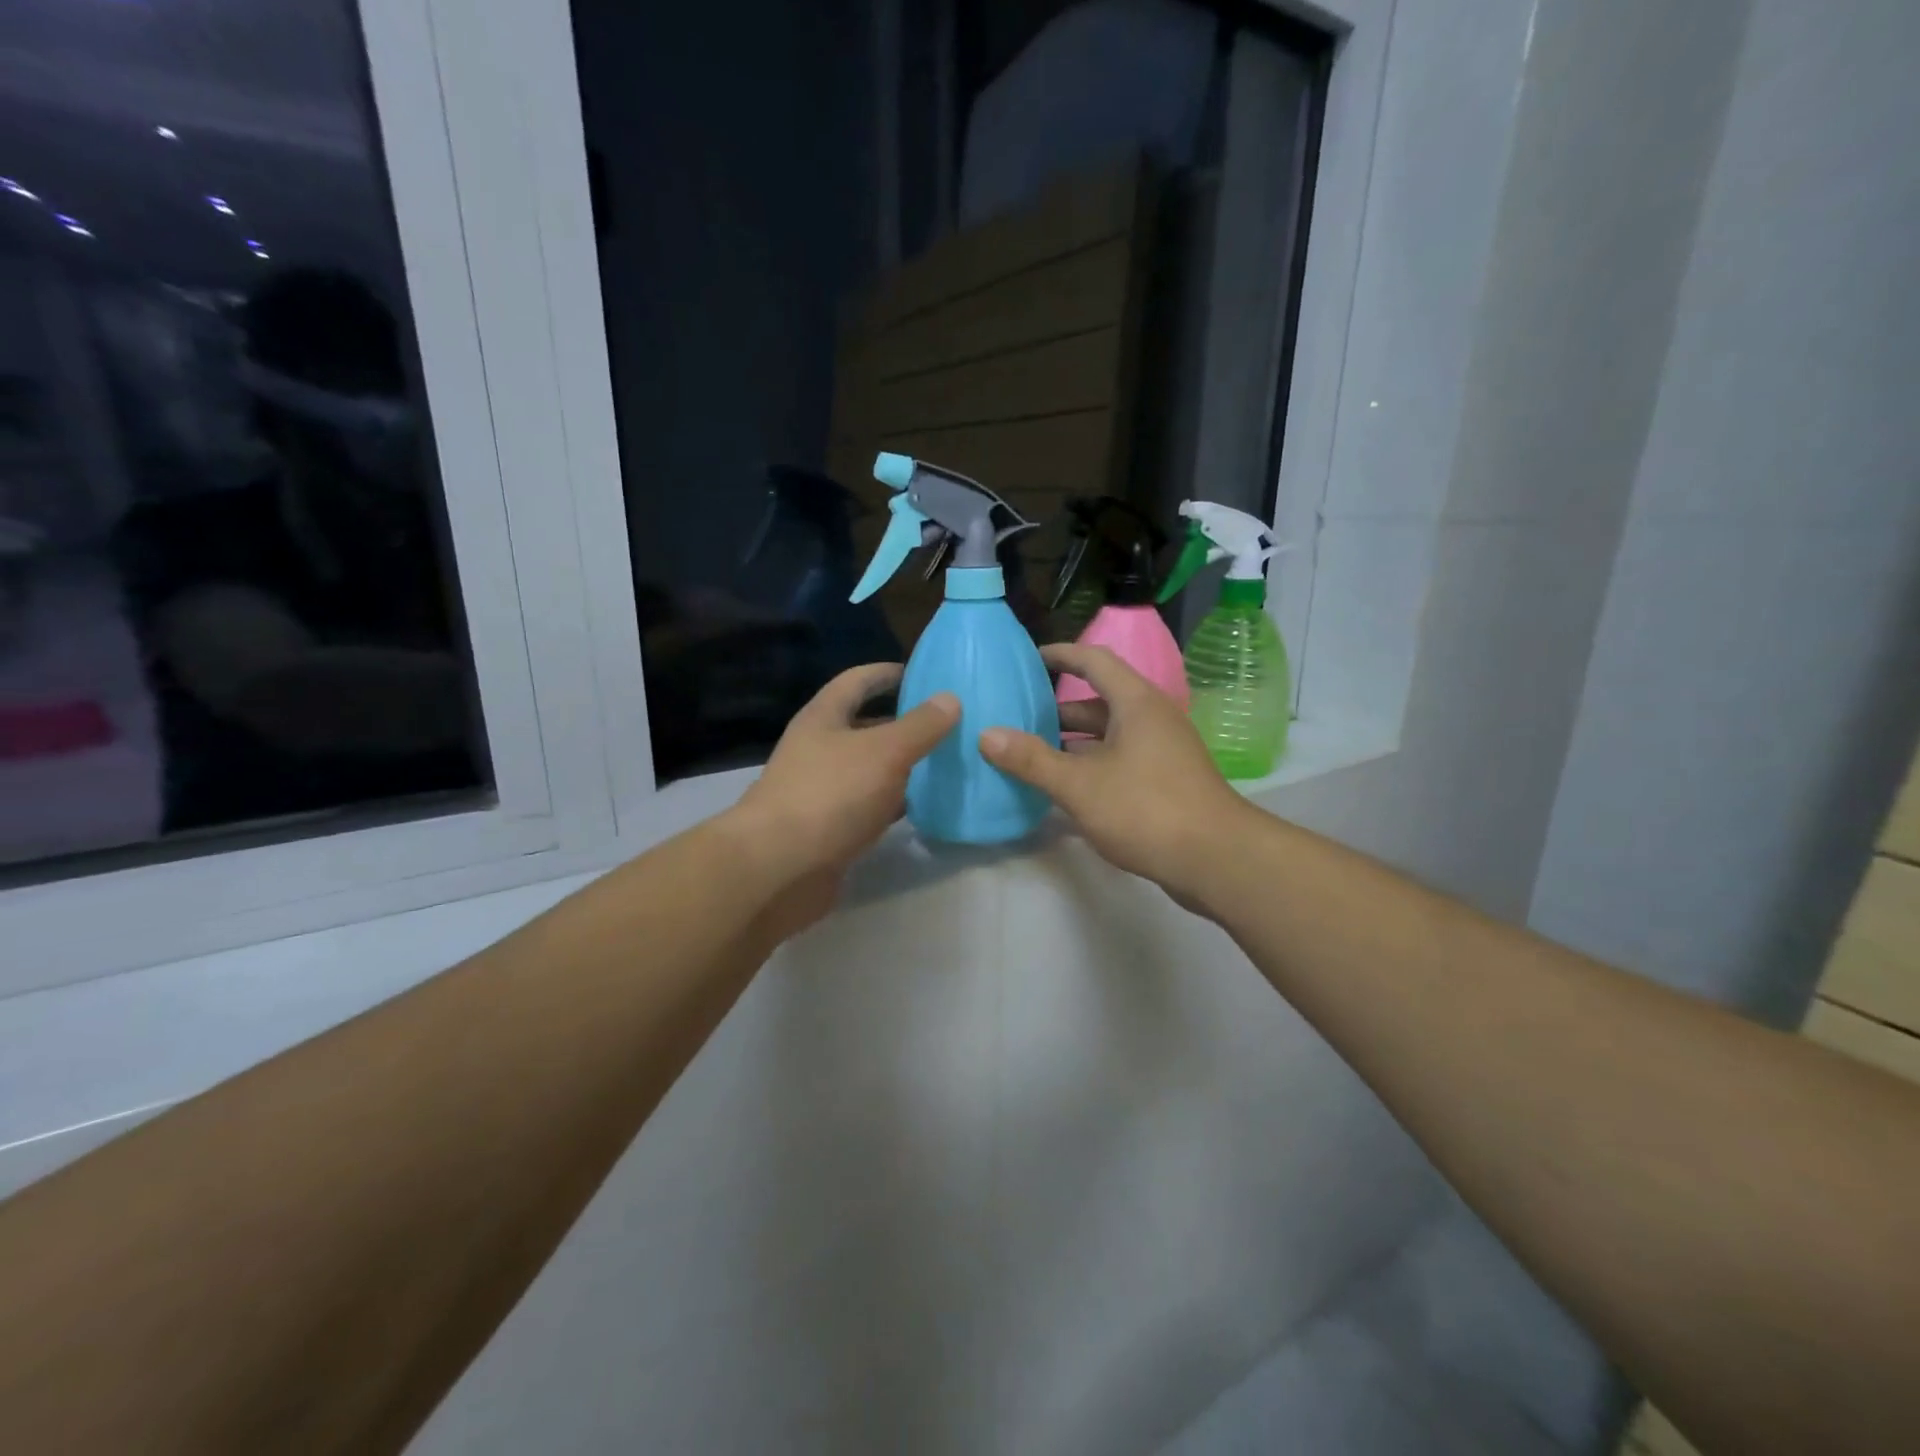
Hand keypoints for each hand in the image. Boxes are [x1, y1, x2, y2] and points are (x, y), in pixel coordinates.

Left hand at [726, 664, 957, 931]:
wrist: (778, 869)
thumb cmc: (830, 795)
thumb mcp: (884, 752)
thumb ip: (920, 726)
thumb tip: (950, 698)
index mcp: (824, 718)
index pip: (857, 681)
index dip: (888, 673)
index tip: (925, 673)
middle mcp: (820, 749)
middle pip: (866, 726)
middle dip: (905, 723)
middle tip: (950, 723)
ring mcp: (823, 791)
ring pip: (871, 769)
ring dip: (904, 765)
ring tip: (948, 762)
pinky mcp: (831, 828)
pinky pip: (870, 806)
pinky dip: (896, 803)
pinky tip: (927, 806)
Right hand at [980, 644, 1251, 904]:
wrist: (1217, 860)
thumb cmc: (1147, 810)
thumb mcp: (1080, 785)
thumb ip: (1032, 760)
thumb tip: (986, 734)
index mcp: (1136, 703)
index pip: (1094, 660)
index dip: (1060, 654)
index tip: (1027, 658)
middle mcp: (1151, 718)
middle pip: (1098, 701)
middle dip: (1056, 709)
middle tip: (1015, 717)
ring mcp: (1161, 751)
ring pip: (1108, 735)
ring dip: (1071, 743)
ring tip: (1029, 753)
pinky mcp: (1165, 781)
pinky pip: (1119, 760)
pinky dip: (1090, 766)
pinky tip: (1062, 788)